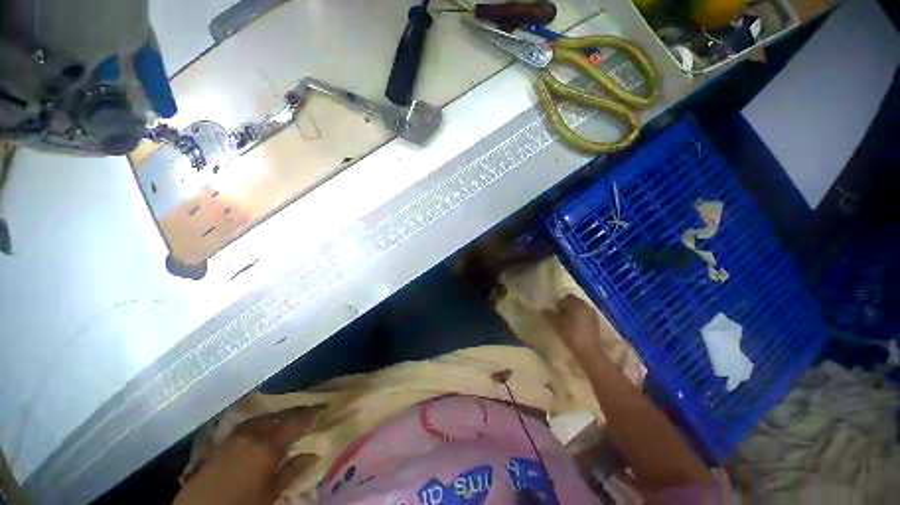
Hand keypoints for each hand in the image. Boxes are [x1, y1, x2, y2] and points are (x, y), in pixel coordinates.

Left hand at [174, 406, 322, 504]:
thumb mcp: (270, 494)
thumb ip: (291, 471)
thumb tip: (313, 455)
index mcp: (269, 446)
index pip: (297, 422)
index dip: (311, 413)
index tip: (323, 406)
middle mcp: (253, 434)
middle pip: (279, 416)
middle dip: (294, 413)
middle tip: (307, 413)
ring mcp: (235, 436)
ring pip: (262, 418)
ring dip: (276, 416)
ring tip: (285, 420)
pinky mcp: (221, 442)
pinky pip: (247, 425)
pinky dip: (259, 423)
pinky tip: (261, 429)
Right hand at [545, 295, 605, 360]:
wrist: (588, 351)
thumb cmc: (571, 334)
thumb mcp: (557, 323)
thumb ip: (550, 314)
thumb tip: (545, 309)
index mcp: (577, 304)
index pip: (567, 297)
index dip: (560, 302)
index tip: (554, 310)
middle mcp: (586, 306)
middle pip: (575, 302)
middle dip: (567, 307)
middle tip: (559, 315)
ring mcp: (592, 315)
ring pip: (580, 309)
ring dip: (573, 313)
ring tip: (566, 322)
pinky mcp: (596, 323)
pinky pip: (585, 316)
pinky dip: (579, 318)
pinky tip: (574, 327)